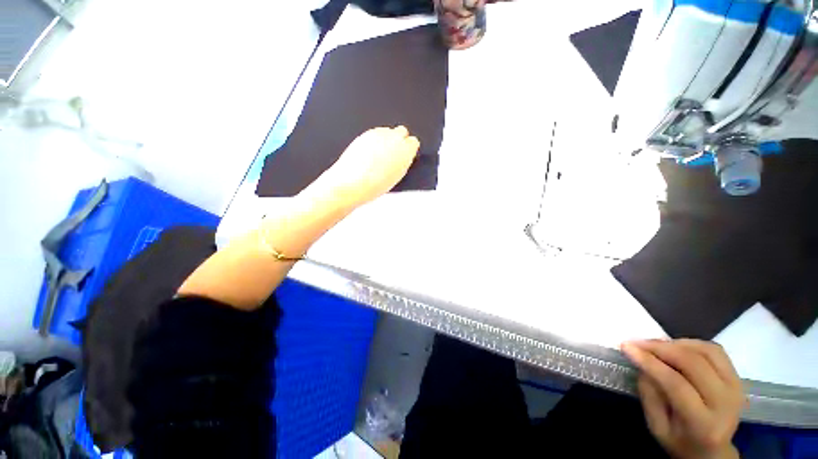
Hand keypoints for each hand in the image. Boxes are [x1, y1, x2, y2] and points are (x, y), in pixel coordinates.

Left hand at [303, 126, 419, 209]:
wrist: (353, 182)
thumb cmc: (375, 185)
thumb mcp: (397, 176)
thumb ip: (403, 162)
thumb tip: (402, 157)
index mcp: (406, 151)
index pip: (413, 142)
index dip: (408, 149)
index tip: (405, 155)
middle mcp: (394, 138)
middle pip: (402, 131)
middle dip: (399, 140)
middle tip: (393, 153)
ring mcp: (379, 134)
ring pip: (387, 131)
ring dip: (386, 140)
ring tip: (378, 156)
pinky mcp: (365, 133)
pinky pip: (374, 133)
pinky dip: (374, 140)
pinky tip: (369, 154)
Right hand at [621, 339, 745, 458]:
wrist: (713, 450)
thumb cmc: (679, 440)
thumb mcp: (657, 426)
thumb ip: (650, 395)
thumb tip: (642, 364)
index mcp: (703, 424)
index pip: (676, 384)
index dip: (650, 362)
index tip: (626, 347)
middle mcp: (725, 403)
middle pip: (693, 364)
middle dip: (661, 348)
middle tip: (638, 343)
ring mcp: (735, 387)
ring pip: (705, 352)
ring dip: (676, 343)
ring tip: (655, 345)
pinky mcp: (738, 378)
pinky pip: (715, 351)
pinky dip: (692, 343)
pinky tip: (677, 347)